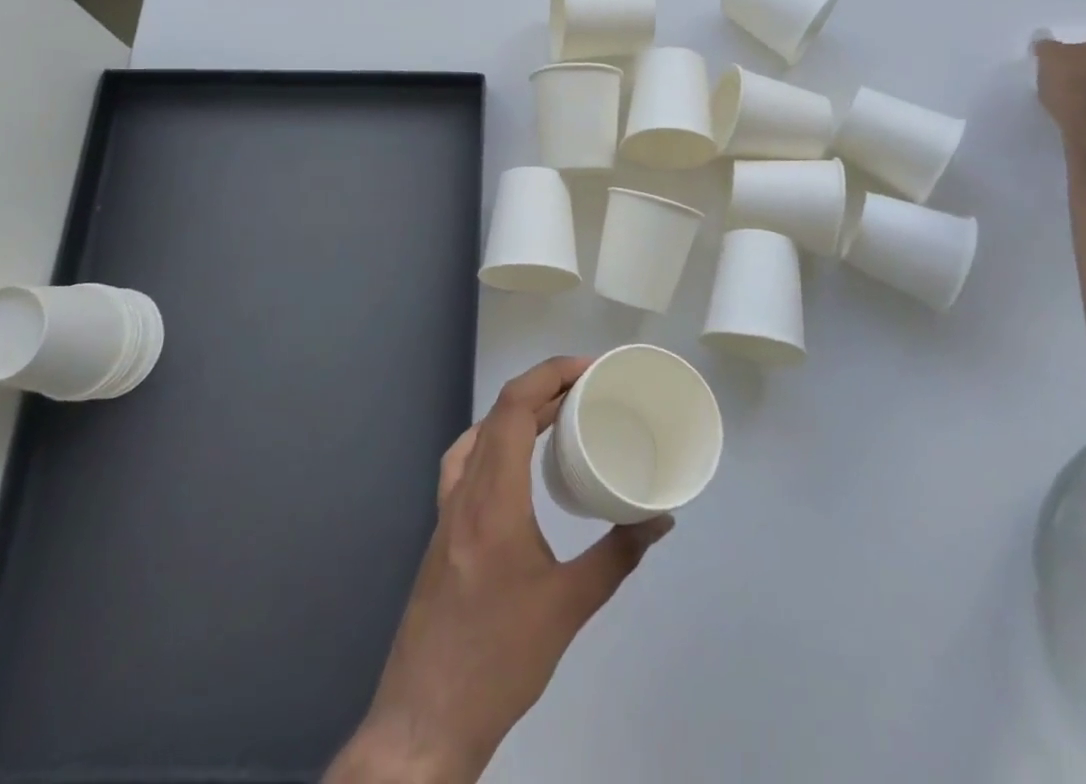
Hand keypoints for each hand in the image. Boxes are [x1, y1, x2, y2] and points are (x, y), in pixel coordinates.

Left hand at [327, 357, 673, 783]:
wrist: (426, 716)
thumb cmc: (501, 659)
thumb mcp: (569, 607)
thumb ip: (617, 556)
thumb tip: (659, 519)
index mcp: (494, 497)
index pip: (515, 406)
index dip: (550, 374)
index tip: (589, 369)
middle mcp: (465, 489)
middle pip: (499, 411)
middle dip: (543, 386)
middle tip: (587, 387)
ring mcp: (446, 508)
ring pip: (480, 432)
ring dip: (517, 411)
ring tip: (558, 413)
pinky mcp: (441, 528)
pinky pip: (465, 460)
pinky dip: (493, 438)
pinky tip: (512, 459)